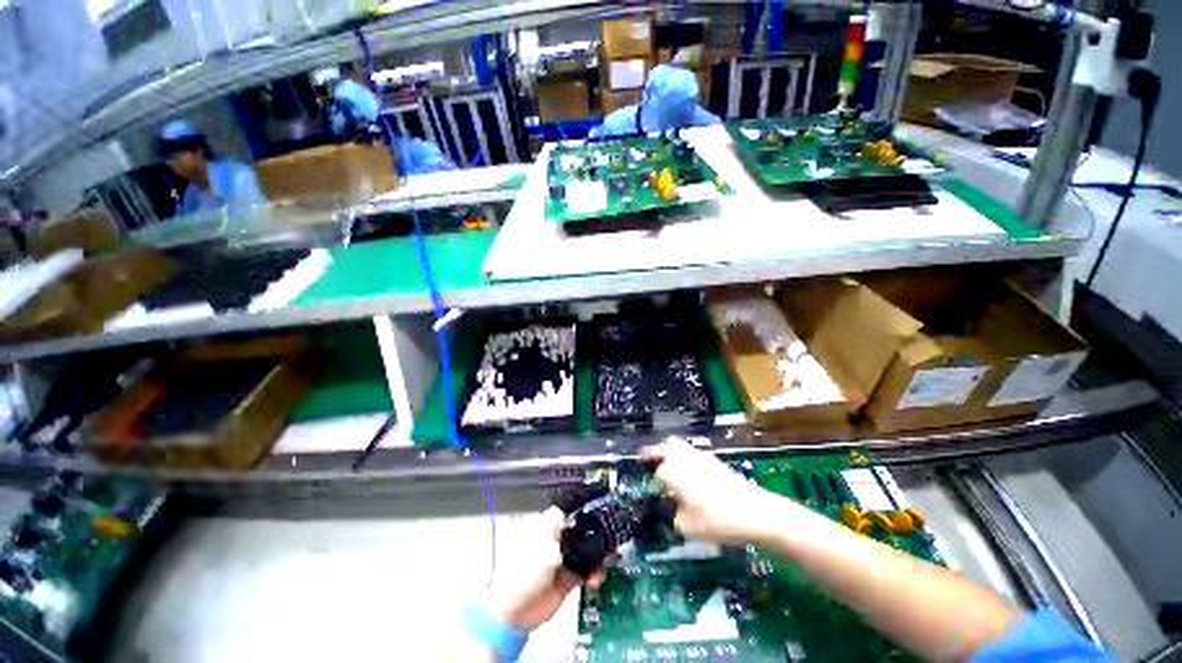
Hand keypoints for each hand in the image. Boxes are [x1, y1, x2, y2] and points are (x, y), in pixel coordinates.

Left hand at [482, 506, 608, 631]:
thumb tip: (570, 514)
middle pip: (579, 529)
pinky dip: (594, 572)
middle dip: (595, 533)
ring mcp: (560, 558)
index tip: (597, 506)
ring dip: (598, 554)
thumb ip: (560, 530)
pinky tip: (596, 577)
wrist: (515, 614)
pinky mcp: (567, 576)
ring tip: (607, 559)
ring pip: (586, 549)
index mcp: (541, 526)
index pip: (564, 510)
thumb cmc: (520, 576)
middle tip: (609, 535)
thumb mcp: (543, 546)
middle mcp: (552, 539)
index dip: (580, 507)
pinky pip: (587, 569)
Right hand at [644, 437, 786, 543]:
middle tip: (650, 465)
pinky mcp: (714, 460)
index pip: (655, 471)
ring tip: (670, 470)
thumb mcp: (688, 528)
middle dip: (655, 453)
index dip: (653, 483)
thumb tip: (674, 512)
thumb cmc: (717, 520)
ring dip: (670, 453)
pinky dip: (686, 458)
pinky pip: (692, 453)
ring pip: (679, 446)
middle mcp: (684, 457)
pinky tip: (691, 477)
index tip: (653, 493)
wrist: (756, 512)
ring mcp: (700, 456)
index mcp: (673, 471)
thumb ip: (674, 518)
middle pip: (665, 446)